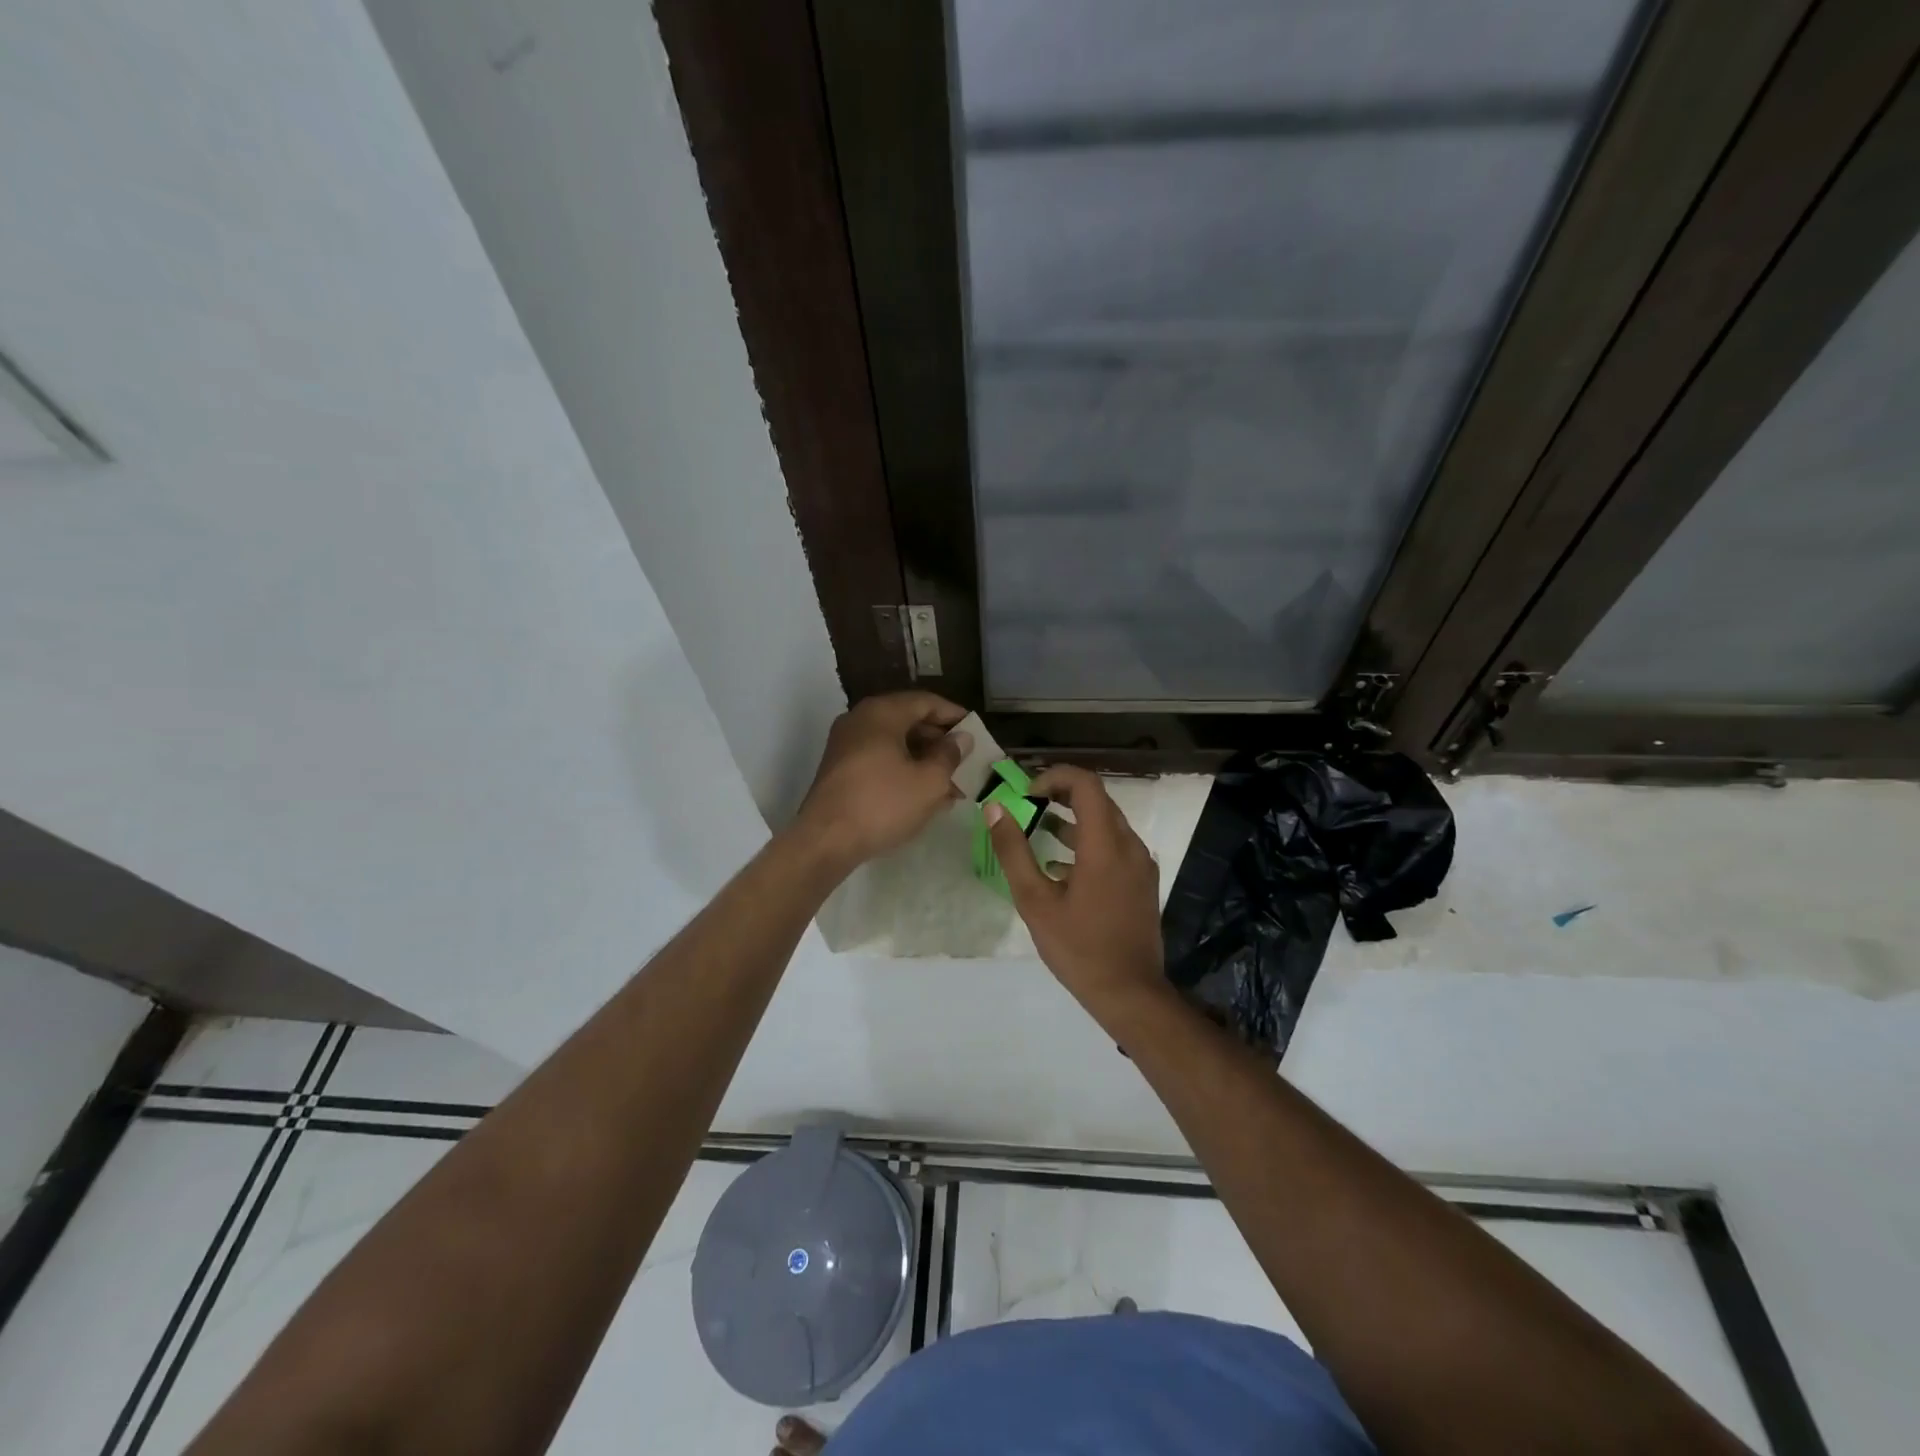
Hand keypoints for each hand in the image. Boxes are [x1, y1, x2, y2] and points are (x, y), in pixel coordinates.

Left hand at [792, 691, 968, 871]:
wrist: (826, 840)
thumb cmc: (883, 804)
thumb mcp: (929, 781)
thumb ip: (950, 755)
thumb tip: (961, 738)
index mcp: (882, 713)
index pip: (926, 702)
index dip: (955, 716)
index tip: (977, 733)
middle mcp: (860, 720)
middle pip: (909, 721)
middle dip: (940, 744)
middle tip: (966, 764)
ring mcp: (846, 744)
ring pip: (895, 744)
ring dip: (924, 761)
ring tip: (951, 788)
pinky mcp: (840, 769)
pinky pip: (880, 760)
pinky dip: (903, 771)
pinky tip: (924, 796)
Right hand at [985, 766, 1164, 1018]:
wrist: (1130, 993)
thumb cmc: (1078, 947)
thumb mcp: (1035, 901)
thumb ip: (1013, 851)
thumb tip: (994, 809)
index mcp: (1104, 844)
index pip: (1085, 784)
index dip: (1054, 777)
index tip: (1027, 793)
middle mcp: (1129, 845)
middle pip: (1098, 799)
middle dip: (1061, 795)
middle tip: (1029, 805)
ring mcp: (1141, 864)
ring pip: (1107, 823)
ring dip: (1074, 819)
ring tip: (1040, 830)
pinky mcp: (1143, 882)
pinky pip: (1115, 846)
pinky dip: (1088, 843)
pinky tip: (1062, 868)